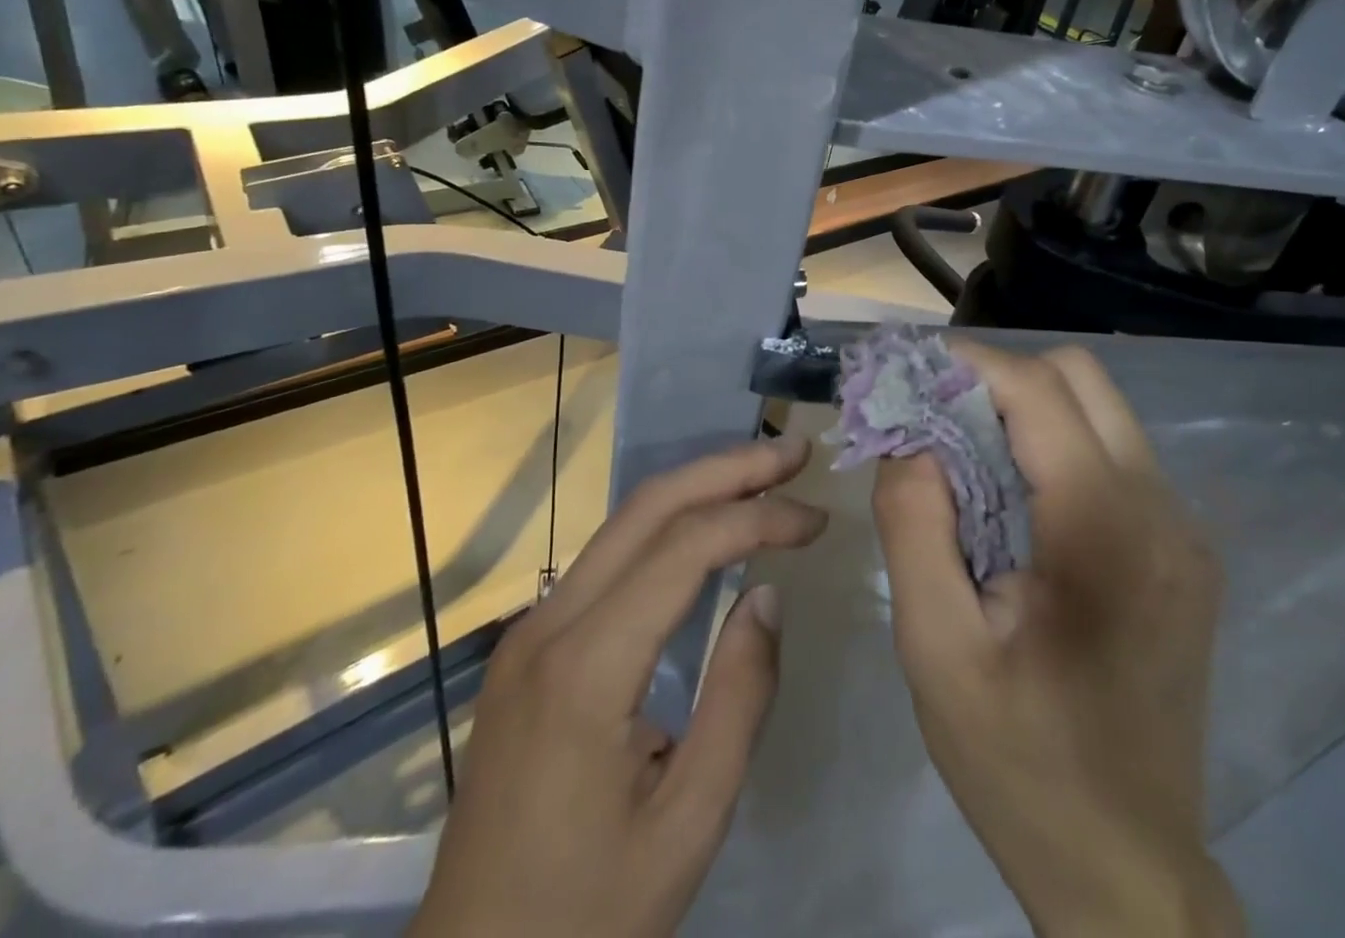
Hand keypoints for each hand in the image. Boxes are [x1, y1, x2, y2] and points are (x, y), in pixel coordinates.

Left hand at [410, 437, 826, 937]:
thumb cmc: (590, 915)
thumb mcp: (690, 823)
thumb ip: (738, 698)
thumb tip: (765, 594)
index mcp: (586, 668)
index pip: (684, 548)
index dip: (757, 518)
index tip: (816, 519)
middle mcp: (548, 623)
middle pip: (647, 508)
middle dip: (726, 470)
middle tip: (793, 453)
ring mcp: (530, 627)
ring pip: (622, 524)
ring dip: (696, 489)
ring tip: (761, 475)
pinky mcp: (528, 643)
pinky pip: (606, 559)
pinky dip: (665, 527)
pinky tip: (704, 528)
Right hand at [872, 343, 1242, 937]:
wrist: (1127, 871)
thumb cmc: (1018, 762)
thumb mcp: (936, 647)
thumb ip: (915, 523)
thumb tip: (910, 437)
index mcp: (1105, 528)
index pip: (1037, 389)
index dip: (966, 362)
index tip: (906, 371)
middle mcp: (1162, 511)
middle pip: (1080, 378)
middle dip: (997, 377)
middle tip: (932, 412)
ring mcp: (1183, 532)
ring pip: (1098, 411)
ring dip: (1023, 409)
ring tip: (960, 451)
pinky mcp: (1180, 553)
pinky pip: (1111, 457)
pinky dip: (1052, 446)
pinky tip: (1009, 499)